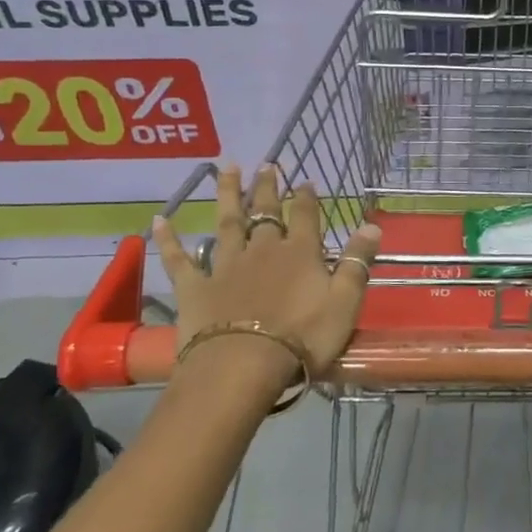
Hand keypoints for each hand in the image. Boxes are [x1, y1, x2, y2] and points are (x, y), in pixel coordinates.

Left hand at [152, 164, 382, 388]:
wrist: (242, 366)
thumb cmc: (302, 338)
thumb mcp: (344, 303)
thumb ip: (357, 263)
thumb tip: (372, 225)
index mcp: (300, 253)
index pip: (305, 216)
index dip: (306, 197)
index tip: (305, 181)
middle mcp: (262, 250)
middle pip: (265, 212)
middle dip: (267, 187)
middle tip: (267, 164)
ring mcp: (226, 265)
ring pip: (227, 222)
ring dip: (227, 194)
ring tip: (227, 168)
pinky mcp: (195, 287)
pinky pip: (179, 259)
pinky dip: (170, 240)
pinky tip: (159, 220)